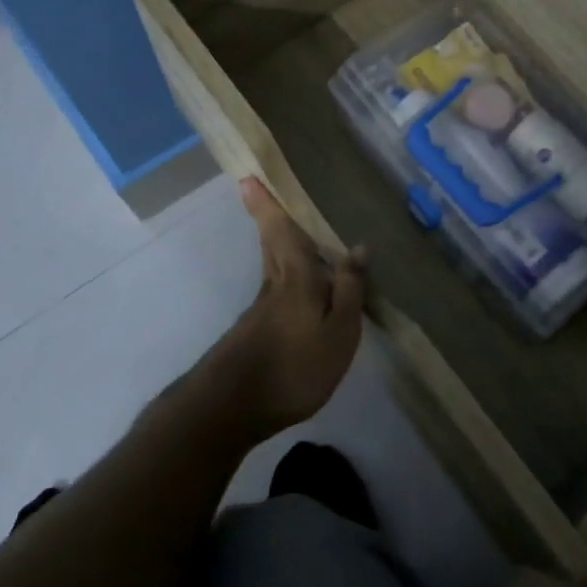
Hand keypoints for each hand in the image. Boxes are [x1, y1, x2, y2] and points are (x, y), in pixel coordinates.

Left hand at [211, 178, 366, 435]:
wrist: (230, 409)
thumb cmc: (293, 366)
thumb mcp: (338, 331)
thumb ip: (348, 289)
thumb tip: (357, 247)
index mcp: (295, 277)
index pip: (281, 231)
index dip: (266, 205)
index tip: (247, 178)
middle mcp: (274, 285)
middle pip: (272, 244)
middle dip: (268, 219)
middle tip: (263, 194)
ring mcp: (260, 311)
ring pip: (273, 266)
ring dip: (277, 246)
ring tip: (295, 236)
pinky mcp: (255, 333)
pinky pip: (277, 291)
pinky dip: (286, 278)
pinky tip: (300, 293)